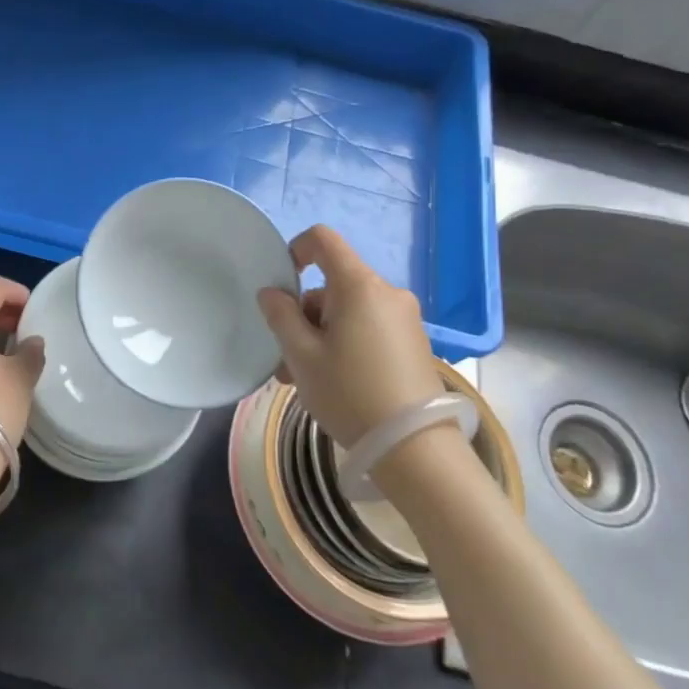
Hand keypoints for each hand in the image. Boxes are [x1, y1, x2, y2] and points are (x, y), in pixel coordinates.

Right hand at [256, 226, 444, 450]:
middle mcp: (386, 292)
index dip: (296, 250)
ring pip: (348, 310)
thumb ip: (281, 316)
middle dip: (304, 314)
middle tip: (286, 358)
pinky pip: (368, 327)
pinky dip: (345, 343)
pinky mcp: (413, 342)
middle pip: (333, 284)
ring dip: (321, 335)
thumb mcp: (301, 356)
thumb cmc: (350, 394)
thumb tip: (272, 293)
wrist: (416, 449)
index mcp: (358, 286)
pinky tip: (334, 382)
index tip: (282, 285)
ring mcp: (404, 318)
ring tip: (304, 380)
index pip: (323, 239)